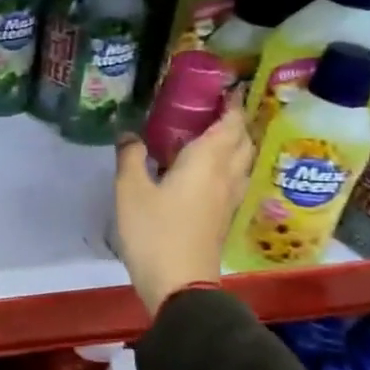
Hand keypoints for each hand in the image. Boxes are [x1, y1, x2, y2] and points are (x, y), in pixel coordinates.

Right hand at [114, 106, 253, 315]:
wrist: (179, 283)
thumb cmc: (154, 231)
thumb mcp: (130, 190)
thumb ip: (131, 157)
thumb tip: (128, 134)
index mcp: (207, 162)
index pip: (228, 124)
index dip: (230, 104)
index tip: (226, 87)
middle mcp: (225, 176)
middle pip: (242, 141)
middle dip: (234, 121)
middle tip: (214, 108)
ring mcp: (227, 198)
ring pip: (241, 161)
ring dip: (233, 143)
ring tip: (211, 133)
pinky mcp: (222, 217)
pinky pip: (232, 178)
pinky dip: (225, 163)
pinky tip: (203, 168)